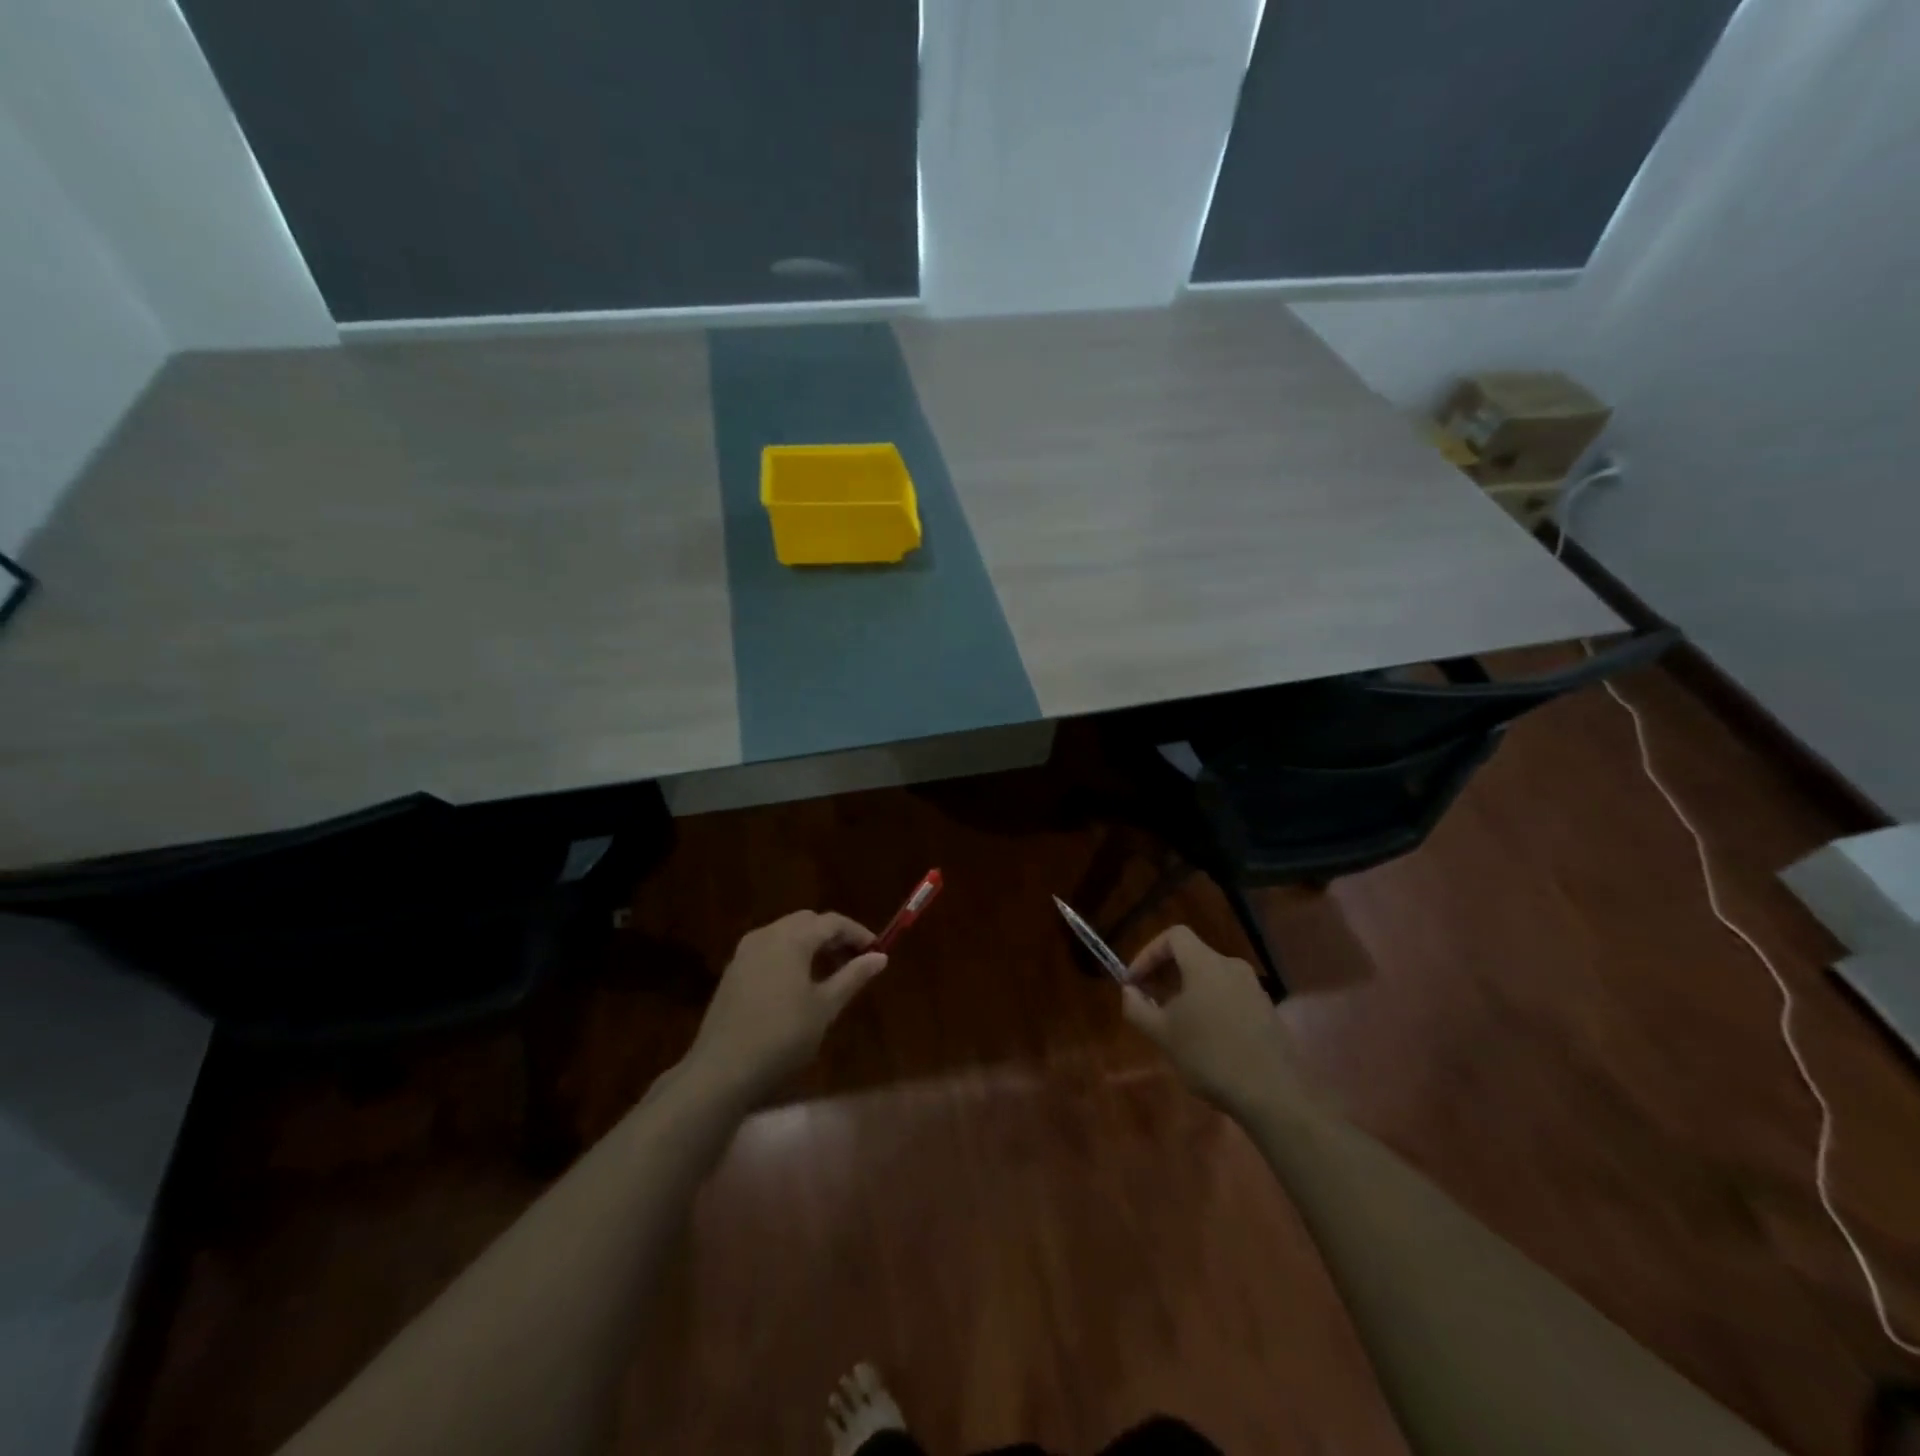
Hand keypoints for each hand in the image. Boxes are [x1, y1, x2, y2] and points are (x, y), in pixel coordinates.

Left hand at [687, 911, 886, 1099]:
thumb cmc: (782, 1036)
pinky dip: (789, 954)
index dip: (858, 933)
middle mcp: (766, 935)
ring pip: (786, 933)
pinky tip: (797, 983)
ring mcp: (745, 952)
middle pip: (807, 921)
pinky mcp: (733, 971)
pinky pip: (769, 949)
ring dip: (810, 944)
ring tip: (829, 972)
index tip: (876, 951)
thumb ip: (852, 977)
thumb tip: (880, 957)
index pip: (832, 922)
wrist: (721, 1070)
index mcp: (792, 938)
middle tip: (854, 960)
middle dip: (833, 936)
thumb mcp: (824, 1008)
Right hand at [1121, 925, 1303, 1117]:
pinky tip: (1206, 1040)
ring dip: (1188, 992)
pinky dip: (1211, 1006)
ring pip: (1211, 978)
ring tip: (1175, 1024)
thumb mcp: (1162, 1034)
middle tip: (1150, 1001)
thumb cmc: (1210, 1056)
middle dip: (1166, 974)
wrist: (1273, 1095)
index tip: (1134, 981)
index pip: (1174, 936)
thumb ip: (1137, 1007)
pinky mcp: (1268, 1013)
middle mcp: (1232, 967)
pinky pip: (1230, 997)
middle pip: (1193, 956)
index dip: (1148, 953)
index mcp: (1206, 964)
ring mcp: (1254, 989)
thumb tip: (1130, 990)